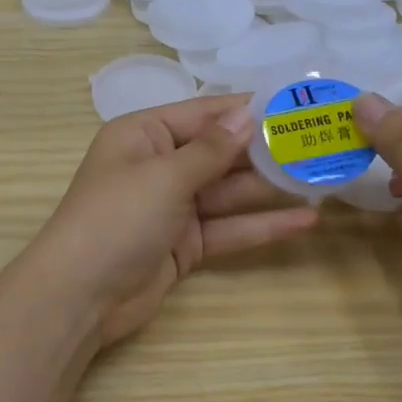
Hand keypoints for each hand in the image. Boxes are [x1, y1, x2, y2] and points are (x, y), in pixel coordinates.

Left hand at [25, 97, 318, 345]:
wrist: (79, 297)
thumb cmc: (115, 219)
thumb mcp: (163, 176)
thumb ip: (211, 149)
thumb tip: (247, 113)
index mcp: (143, 135)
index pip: (204, 113)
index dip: (247, 110)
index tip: (294, 104)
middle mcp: (159, 165)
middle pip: (220, 153)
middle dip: (266, 152)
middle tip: (320, 145)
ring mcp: (172, 207)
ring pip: (228, 192)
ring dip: (270, 189)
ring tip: (323, 180)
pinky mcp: (184, 245)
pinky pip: (227, 229)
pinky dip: (261, 226)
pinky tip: (305, 222)